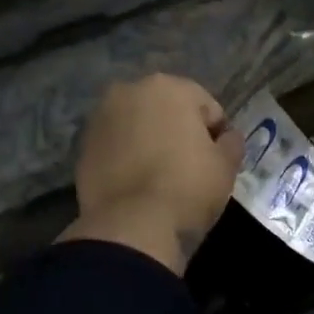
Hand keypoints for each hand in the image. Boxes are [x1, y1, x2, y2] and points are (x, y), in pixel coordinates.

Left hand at [60, 74, 244, 273]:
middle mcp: (129, 92)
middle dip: (178, 132)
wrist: (133, 226)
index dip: (217, 135)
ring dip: (150, 142)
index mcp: (170, 87)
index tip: (218, 161)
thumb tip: (227, 137)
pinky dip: (127, 159)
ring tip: (161, 177)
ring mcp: (100, 119)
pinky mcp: (82, 148)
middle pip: (166, 110)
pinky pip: (116, 148)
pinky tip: (138, 185)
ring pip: (137, 127)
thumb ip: (231, 143)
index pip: (207, 107)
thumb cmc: (189, 187)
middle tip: (190, 166)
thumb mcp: (226, 166)